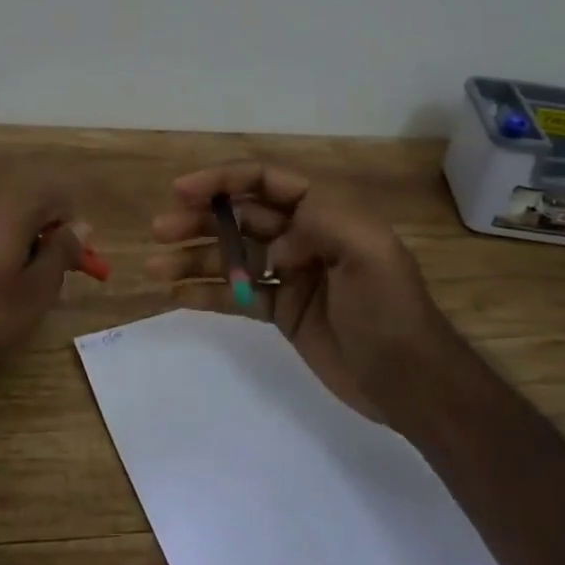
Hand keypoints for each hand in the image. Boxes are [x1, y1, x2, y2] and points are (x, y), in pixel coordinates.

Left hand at [0, 185, 83, 388]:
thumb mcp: (36, 291)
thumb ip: (61, 253)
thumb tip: (82, 225)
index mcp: (12, 213)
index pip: (54, 196)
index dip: (72, 223)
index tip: (76, 258)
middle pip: (28, 208)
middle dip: (48, 236)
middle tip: (54, 276)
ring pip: (4, 224)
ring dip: (23, 247)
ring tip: (23, 288)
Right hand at [147, 161, 455, 418]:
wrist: (410, 383)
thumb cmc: (390, 312)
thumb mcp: (370, 253)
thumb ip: (322, 221)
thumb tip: (275, 240)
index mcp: (326, 211)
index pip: (266, 182)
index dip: (224, 180)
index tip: (183, 191)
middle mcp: (304, 235)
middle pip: (242, 217)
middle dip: (200, 219)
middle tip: (160, 230)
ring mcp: (291, 274)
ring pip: (233, 256)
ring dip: (195, 257)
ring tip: (155, 266)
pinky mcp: (283, 310)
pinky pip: (237, 295)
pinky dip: (207, 293)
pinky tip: (176, 297)